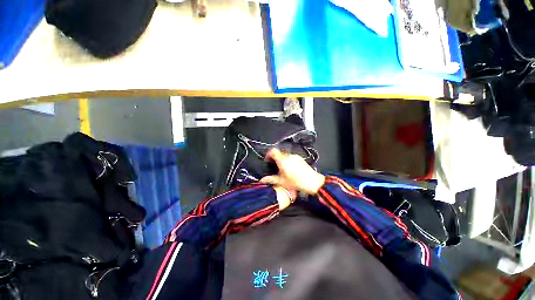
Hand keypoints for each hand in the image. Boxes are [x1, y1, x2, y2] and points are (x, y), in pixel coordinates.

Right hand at [261, 148, 324, 195]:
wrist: (312, 182)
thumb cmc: (295, 182)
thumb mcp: (281, 181)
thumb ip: (270, 179)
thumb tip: (261, 180)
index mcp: (282, 160)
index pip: (273, 151)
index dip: (268, 154)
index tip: (267, 160)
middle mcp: (289, 156)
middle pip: (279, 153)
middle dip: (275, 158)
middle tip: (273, 166)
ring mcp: (295, 156)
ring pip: (285, 155)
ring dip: (281, 159)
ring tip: (282, 169)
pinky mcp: (300, 158)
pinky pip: (291, 157)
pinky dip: (288, 160)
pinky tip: (290, 169)